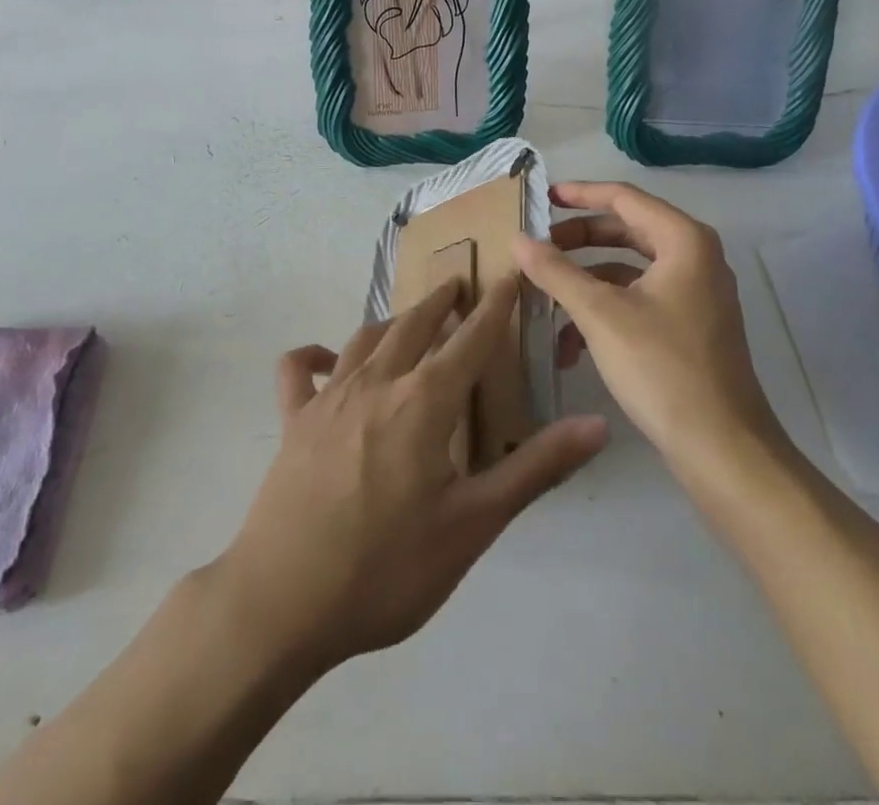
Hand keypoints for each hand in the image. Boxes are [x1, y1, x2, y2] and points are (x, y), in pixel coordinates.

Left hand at [208, 276, 608, 675]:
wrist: (283, 603)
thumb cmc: (387, 568)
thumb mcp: (473, 525)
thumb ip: (535, 468)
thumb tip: (596, 424)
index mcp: (424, 401)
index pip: (471, 339)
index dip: (496, 306)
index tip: (510, 275)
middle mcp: (376, 383)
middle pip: (414, 325)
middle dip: (441, 301)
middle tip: (458, 287)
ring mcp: (327, 398)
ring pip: (364, 339)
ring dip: (392, 321)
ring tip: (409, 319)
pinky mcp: (292, 421)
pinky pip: (297, 371)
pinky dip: (312, 355)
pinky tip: (324, 359)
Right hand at [514, 181, 790, 469]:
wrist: (722, 449)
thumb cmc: (662, 367)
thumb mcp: (599, 314)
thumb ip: (556, 271)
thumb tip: (518, 239)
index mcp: (683, 240)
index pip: (624, 197)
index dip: (579, 194)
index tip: (541, 196)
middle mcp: (695, 258)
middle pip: (626, 231)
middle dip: (578, 240)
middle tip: (538, 247)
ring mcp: (696, 294)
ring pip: (629, 269)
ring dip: (586, 282)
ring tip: (544, 297)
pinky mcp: (691, 327)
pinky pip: (640, 300)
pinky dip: (605, 311)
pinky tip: (570, 346)